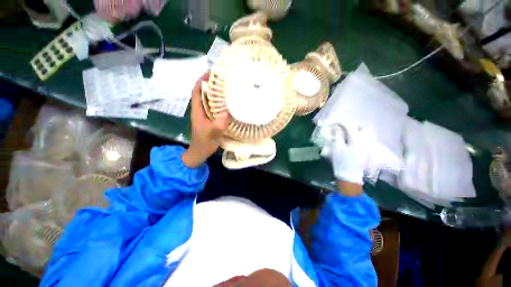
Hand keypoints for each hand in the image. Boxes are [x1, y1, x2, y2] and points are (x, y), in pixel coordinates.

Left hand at [182, 72, 229, 167]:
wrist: (200, 153)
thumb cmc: (204, 143)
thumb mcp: (212, 133)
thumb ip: (219, 124)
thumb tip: (228, 112)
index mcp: (197, 111)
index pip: (196, 91)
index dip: (201, 80)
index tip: (210, 72)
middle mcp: (200, 110)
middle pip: (203, 93)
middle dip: (210, 84)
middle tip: (222, 78)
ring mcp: (205, 115)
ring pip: (209, 100)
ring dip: (215, 92)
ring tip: (226, 87)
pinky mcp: (210, 120)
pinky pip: (214, 107)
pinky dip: (219, 102)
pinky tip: (228, 103)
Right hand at [320, 123, 370, 193]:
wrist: (350, 177)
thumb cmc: (342, 162)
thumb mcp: (337, 148)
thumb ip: (337, 136)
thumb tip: (336, 127)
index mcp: (357, 139)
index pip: (349, 125)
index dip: (340, 121)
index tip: (332, 121)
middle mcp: (365, 140)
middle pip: (356, 126)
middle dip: (346, 124)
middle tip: (337, 125)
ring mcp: (367, 144)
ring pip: (360, 131)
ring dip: (351, 129)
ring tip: (342, 130)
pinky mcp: (366, 148)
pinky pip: (361, 137)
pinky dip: (354, 135)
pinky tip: (348, 137)